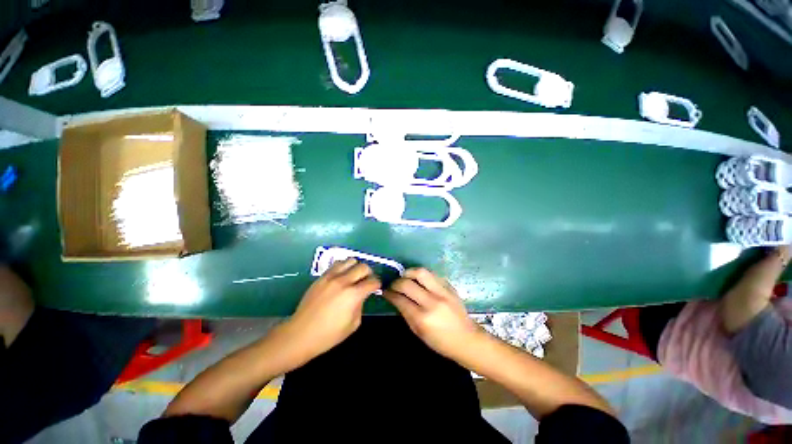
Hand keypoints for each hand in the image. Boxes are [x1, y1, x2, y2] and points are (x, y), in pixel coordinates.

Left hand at [285, 259, 379, 360]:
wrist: (300, 334)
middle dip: (369, 274)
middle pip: (363, 267)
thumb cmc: (329, 335)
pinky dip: (343, 268)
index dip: (377, 284)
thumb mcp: (353, 324)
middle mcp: (343, 281)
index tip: (376, 288)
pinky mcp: (321, 277)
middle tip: (366, 282)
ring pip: (350, 261)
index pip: (372, 281)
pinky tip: (341, 277)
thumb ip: (360, 305)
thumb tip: (361, 295)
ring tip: (353, 277)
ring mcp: (331, 277)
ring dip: (355, 267)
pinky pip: (336, 265)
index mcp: (353, 295)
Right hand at [383, 268, 483, 360]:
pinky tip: (419, 280)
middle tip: (393, 285)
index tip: (385, 291)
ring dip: (409, 272)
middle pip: (407, 283)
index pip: (400, 299)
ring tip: (405, 277)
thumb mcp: (419, 333)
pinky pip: (432, 275)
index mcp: (423, 318)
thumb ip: (406, 314)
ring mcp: (442, 292)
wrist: (467, 339)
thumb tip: (396, 298)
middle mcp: (432, 302)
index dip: (389, 293)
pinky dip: (422, 276)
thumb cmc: (441, 342)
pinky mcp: (449, 286)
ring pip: (421, 272)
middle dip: (396, 282)